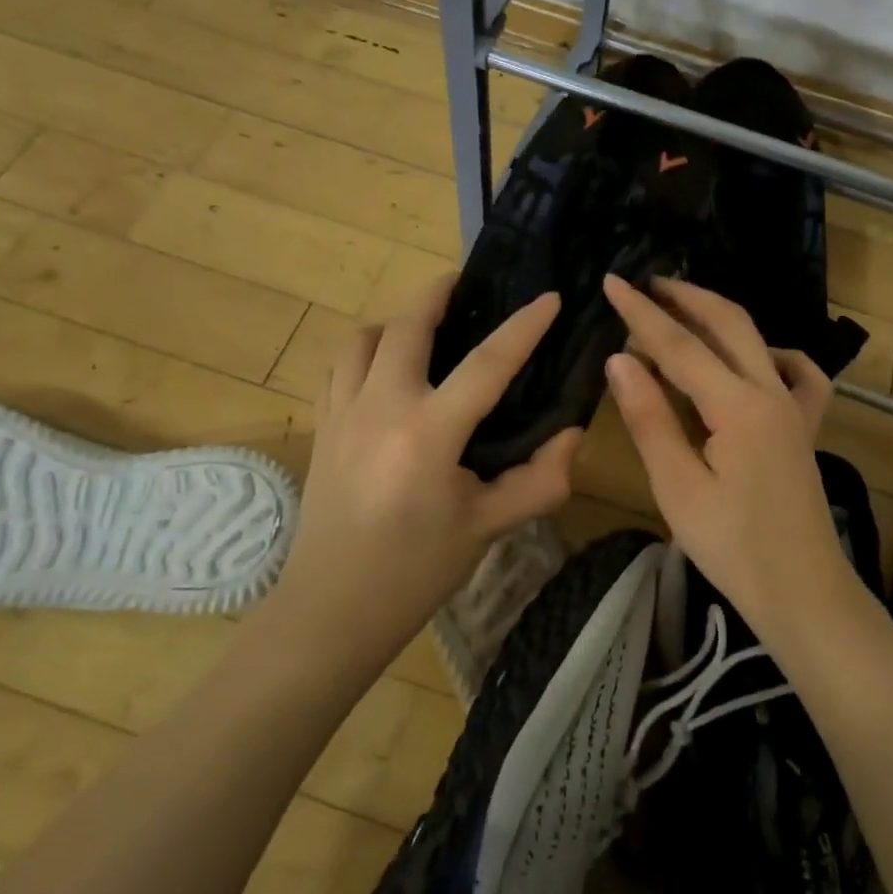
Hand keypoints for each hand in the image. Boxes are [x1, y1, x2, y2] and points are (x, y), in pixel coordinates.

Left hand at [264, 276, 581, 673]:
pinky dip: (366, 351)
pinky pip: (339, 366)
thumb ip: (540, 480)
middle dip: (439, 293)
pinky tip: (385, 370)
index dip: (524, 326)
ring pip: (363, 338)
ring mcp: (342, 413)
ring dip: (396, 321)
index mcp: (429, 434)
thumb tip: (571, 433)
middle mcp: (380, 408)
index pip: (487, 363)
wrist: (332, 609)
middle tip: (467, 284)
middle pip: (407, 326)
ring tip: (424, 328)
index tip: (549, 298)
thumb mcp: (489, 528)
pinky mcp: (321, 427)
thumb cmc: (416, 572)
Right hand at [601, 275, 858, 634]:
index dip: (642, 313)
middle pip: (728, 323)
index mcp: (738, 406)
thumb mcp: (677, 486)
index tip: (612, 282)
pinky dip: (769, 352)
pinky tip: (751, 359)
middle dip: (685, 297)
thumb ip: (650, 418)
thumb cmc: (732, 547)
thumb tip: (619, 359)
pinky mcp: (804, 426)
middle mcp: (771, 392)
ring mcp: (794, 407)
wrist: (802, 590)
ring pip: (757, 339)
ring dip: (717, 317)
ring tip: (681, 309)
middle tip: (645, 283)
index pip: (680, 345)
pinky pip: (796, 373)